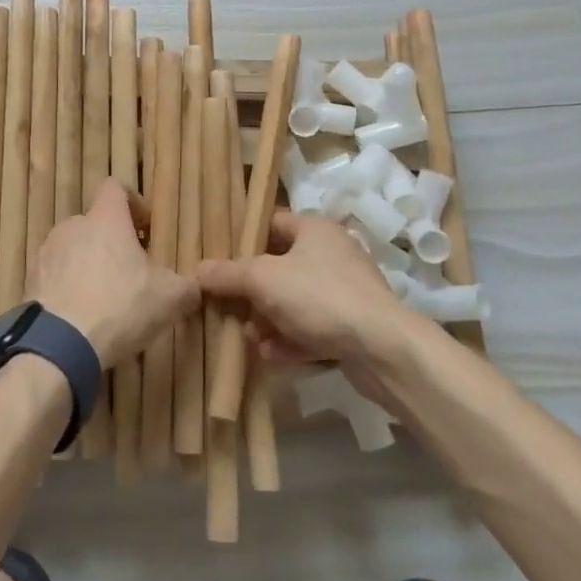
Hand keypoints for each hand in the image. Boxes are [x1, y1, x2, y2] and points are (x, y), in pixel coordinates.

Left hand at [31, 180, 197, 369]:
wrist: (59, 345)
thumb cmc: (120, 306)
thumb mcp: (169, 298)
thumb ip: (185, 288)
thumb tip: (193, 289)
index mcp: (105, 219)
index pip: (114, 187)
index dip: (132, 202)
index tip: (145, 228)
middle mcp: (72, 226)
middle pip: (94, 223)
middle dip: (111, 242)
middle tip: (130, 273)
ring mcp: (46, 253)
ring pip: (73, 249)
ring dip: (88, 265)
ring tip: (104, 299)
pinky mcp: (30, 281)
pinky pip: (55, 276)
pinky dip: (68, 288)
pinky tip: (81, 317)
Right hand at [196, 212, 402, 374]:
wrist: (384, 349)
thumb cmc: (320, 297)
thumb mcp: (263, 280)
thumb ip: (228, 274)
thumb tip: (196, 271)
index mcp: (314, 229)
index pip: (270, 224)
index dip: (243, 241)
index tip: (219, 262)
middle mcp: (332, 253)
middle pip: (279, 267)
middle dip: (252, 292)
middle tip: (230, 309)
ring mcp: (346, 290)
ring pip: (295, 301)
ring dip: (269, 320)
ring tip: (249, 340)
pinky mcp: (354, 325)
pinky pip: (313, 327)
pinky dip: (291, 340)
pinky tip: (271, 357)